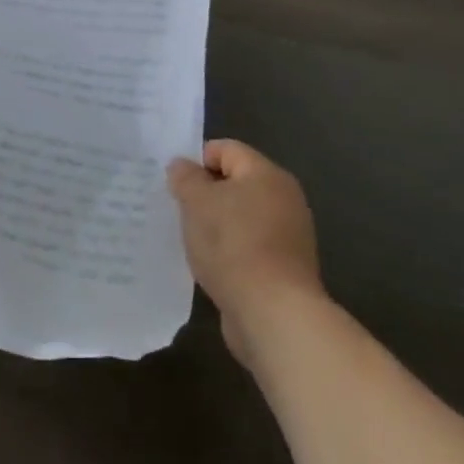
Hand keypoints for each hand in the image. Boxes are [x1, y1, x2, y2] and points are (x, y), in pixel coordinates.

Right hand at [168, 139, 324, 367]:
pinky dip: (231, 251)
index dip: (197, 160)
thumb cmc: (232, 245)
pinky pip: (250, 245)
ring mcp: (288, 234)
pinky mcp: (286, 267)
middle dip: (206, 194)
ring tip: (192, 240)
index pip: (226, 149)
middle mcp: (284, 198)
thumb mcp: (197, 202)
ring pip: (242, 216)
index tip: (175, 184)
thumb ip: (185, 178)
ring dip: (217, 224)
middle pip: (236, 183)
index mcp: (266, 173)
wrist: (274, 313)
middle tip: (179, 210)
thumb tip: (182, 165)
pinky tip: (211, 265)